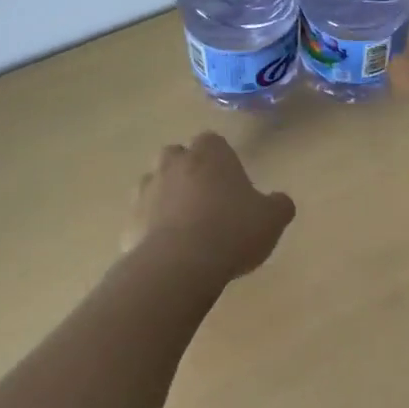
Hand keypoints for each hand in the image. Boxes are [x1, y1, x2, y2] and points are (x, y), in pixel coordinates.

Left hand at [123, 132, 295, 281]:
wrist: (179, 266)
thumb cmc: (232, 231)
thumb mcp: (272, 219)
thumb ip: (278, 205)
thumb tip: (280, 201)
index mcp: (210, 153)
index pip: (212, 141)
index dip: (221, 158)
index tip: (231, 179)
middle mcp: (173, 164)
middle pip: (177, 156)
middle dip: (188, 170)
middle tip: (207, 198)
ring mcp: (146, 192)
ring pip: (155, 185)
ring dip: (167, 198)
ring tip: (187, 226)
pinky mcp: (128, 223)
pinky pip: (142, 219)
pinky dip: (152, 229)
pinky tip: (170, 252)